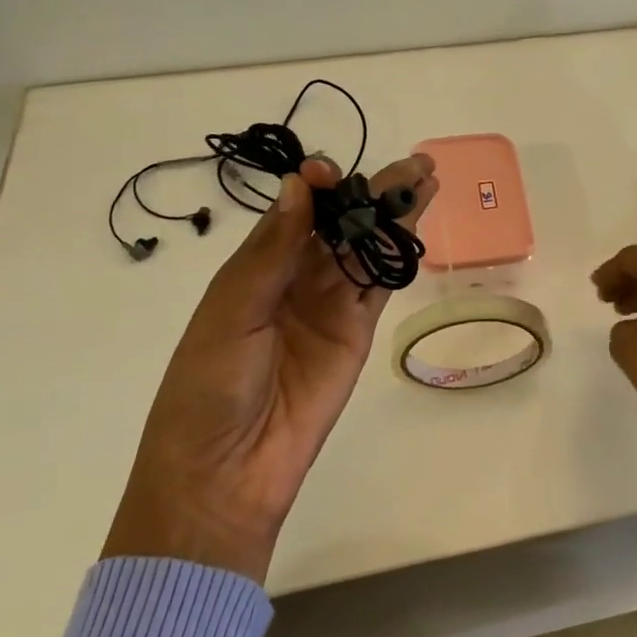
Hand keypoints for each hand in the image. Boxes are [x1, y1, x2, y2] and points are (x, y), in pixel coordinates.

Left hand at [104, 153, 436, 581]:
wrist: (226, 473)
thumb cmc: (210, 385)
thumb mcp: (232, 311)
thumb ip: (271, 251)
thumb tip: (300, 185)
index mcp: (256, 267)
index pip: (296, 211)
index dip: (317, 187)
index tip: (331, 171)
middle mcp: (296, 278)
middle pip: (342, 223)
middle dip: (373, 190)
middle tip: (413, 163)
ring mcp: (330, 304)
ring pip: (368, 247)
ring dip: (396, 214)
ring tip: (426, 180)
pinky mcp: (357, 332)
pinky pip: (380, 284)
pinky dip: (399, 255)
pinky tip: (418, 226)